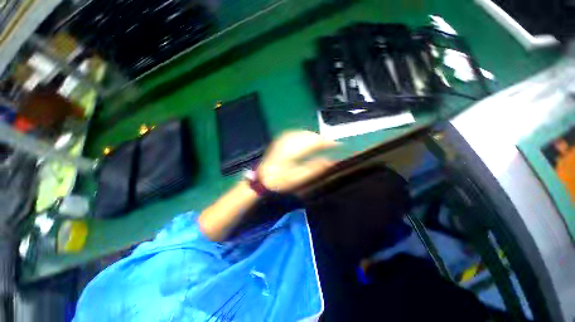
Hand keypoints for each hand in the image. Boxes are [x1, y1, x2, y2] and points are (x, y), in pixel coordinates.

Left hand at [257, 131, 337, 192]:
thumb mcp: (298, 179)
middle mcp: (288, 142)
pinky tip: (308, 138)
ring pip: (303, 132)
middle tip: (331, 145)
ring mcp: (283, 140)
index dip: (328, 143)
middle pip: (309, 135)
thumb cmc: (280, 182)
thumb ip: (314, 168)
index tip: (338, 145)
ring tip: (322, 143)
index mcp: (293, 152)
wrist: (261, 179)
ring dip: (314, 136)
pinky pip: (296, 133)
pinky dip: (305, 135)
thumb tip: (330, 161)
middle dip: (322, 139)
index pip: (315, 142)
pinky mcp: (279, 140)